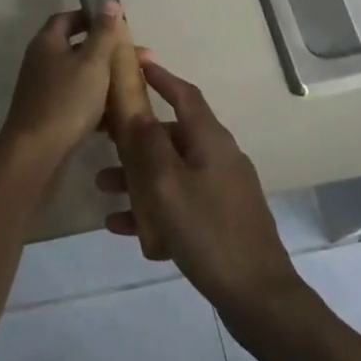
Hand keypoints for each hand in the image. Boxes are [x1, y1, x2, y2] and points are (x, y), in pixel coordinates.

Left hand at [0, 6, 127, 168]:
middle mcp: (41, 62)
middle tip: (141, 59)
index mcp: (47, 43)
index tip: (117, 23)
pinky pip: (78, 101)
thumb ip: (103, 32)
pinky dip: (98, 104)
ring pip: (81, 77)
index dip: (91, 16)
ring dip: (107, 79)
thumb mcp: (92, 62)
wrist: (36, 154)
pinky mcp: (50, 115)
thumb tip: (109, 2)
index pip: (67, 18)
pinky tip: (120, 116)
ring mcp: (44, 90)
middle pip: (78, 48)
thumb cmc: (67, 101)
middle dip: (109, 52)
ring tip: (136, 86)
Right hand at [97, 54, 301, 317]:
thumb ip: (147, 142)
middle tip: (103, 137)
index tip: (135, 63)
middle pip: (172, 134)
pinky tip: (121, 227)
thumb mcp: (167, 184)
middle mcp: (219, 157)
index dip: (160, 77)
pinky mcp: (221, 219)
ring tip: (103, 186)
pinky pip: (180, 202)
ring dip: (138, 175)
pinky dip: (153, 207)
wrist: (258, 297)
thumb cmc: (208, 231)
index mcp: (211, 140)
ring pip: (172, 171)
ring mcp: (222, 190)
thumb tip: (134, 105)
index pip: (184, 94)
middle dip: (136, 136)